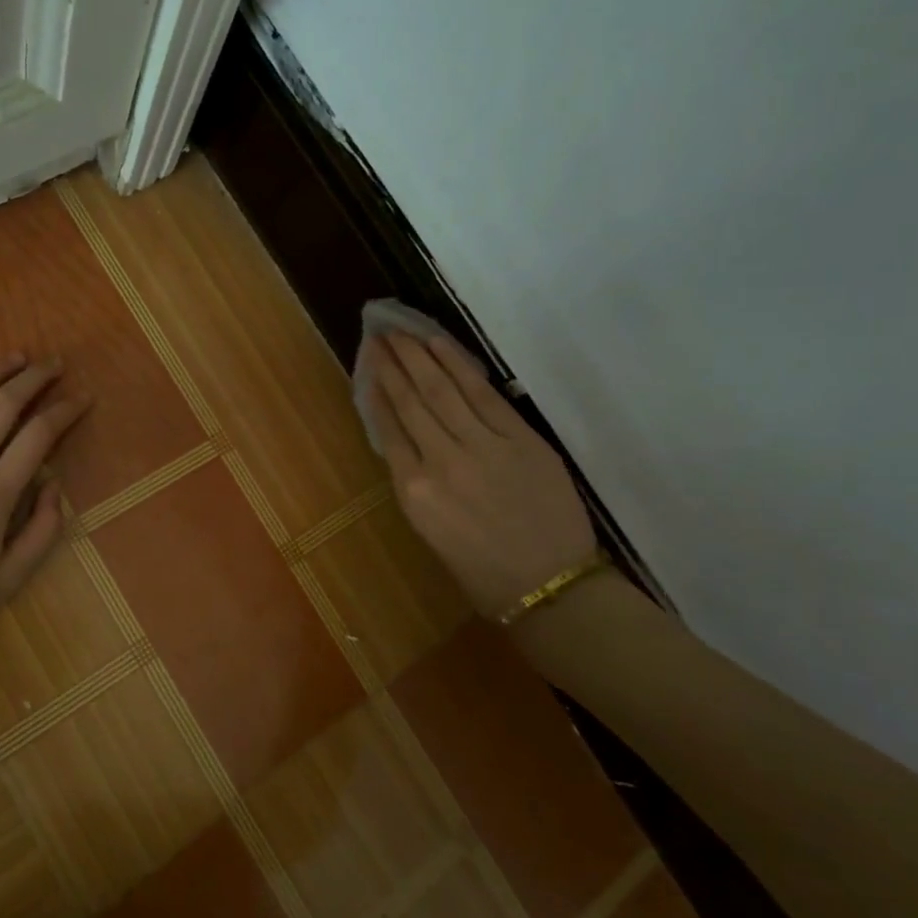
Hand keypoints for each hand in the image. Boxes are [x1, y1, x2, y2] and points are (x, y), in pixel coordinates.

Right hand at [367, 332, 596, 619]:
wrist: (549, 586)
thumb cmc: (482, 570)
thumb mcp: (430, 530)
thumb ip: (415, 481)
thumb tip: (407, 439)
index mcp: (413, 492)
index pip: (388, 428)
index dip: (377, 390)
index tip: (368, 362)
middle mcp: (440, 462)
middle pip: (410, 402)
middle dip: (392, 363)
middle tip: (379, 332)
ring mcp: (482, 447)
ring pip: (441, 390)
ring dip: (418, 356)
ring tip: (401, 330)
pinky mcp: (519, 438)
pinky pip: (482, 395)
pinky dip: (458, 366)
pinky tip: (440, 346)